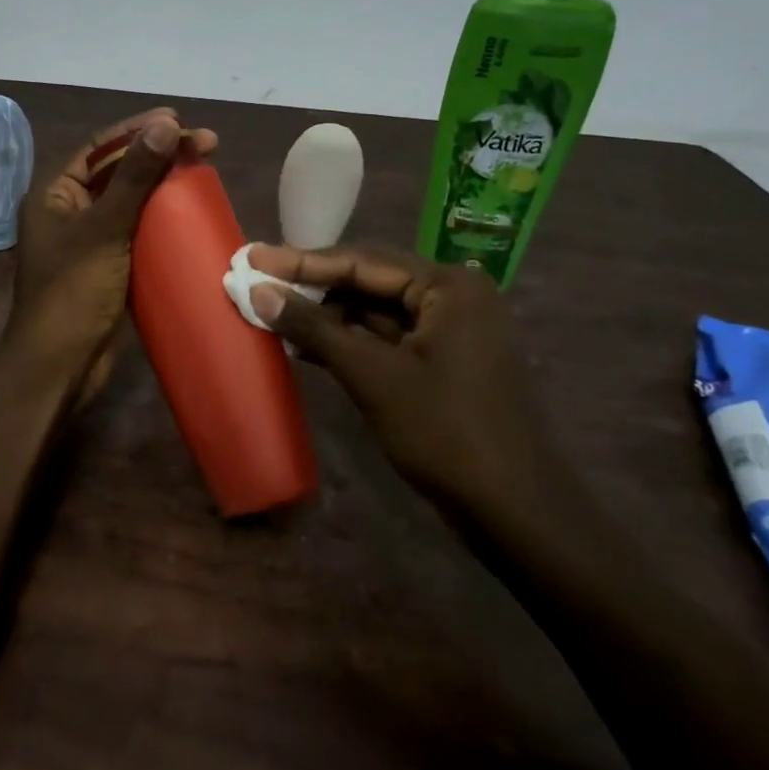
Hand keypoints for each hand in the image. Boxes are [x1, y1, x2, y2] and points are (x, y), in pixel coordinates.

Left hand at [7, 108, 217, 405]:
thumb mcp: (105, 229)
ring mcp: (88, 242)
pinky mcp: (107, 268)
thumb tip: (164, 124)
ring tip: (202, 172)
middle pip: (117, 173)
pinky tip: (190, 214)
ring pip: (129, 203)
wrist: (59, 367)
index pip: (100, 149)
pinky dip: (161, 221)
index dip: (139, 130)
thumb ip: (134, 178)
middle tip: (204, 145)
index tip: (180, 120)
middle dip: (157, 156)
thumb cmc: (73, 292)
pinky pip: (136, 233)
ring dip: (162, 187)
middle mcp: (68, 212)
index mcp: (54, 194)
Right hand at [245, 243, 570, 529]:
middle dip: (313, 284)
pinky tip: (307, 344)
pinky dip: (349, 338)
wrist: (515, 512)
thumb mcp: (372, 376)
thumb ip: (314, 328)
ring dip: (327, 313)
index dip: (301, 261)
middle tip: (259, 279)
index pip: (362, 260)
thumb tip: (259, 292)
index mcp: (448, 286)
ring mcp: (452, 329)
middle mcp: (454, 296)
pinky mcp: (444, 360)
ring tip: (273, 311)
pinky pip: (387, 336)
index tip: (253, 257)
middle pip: (369, 279)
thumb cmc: (445, 433)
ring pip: (376, 309)